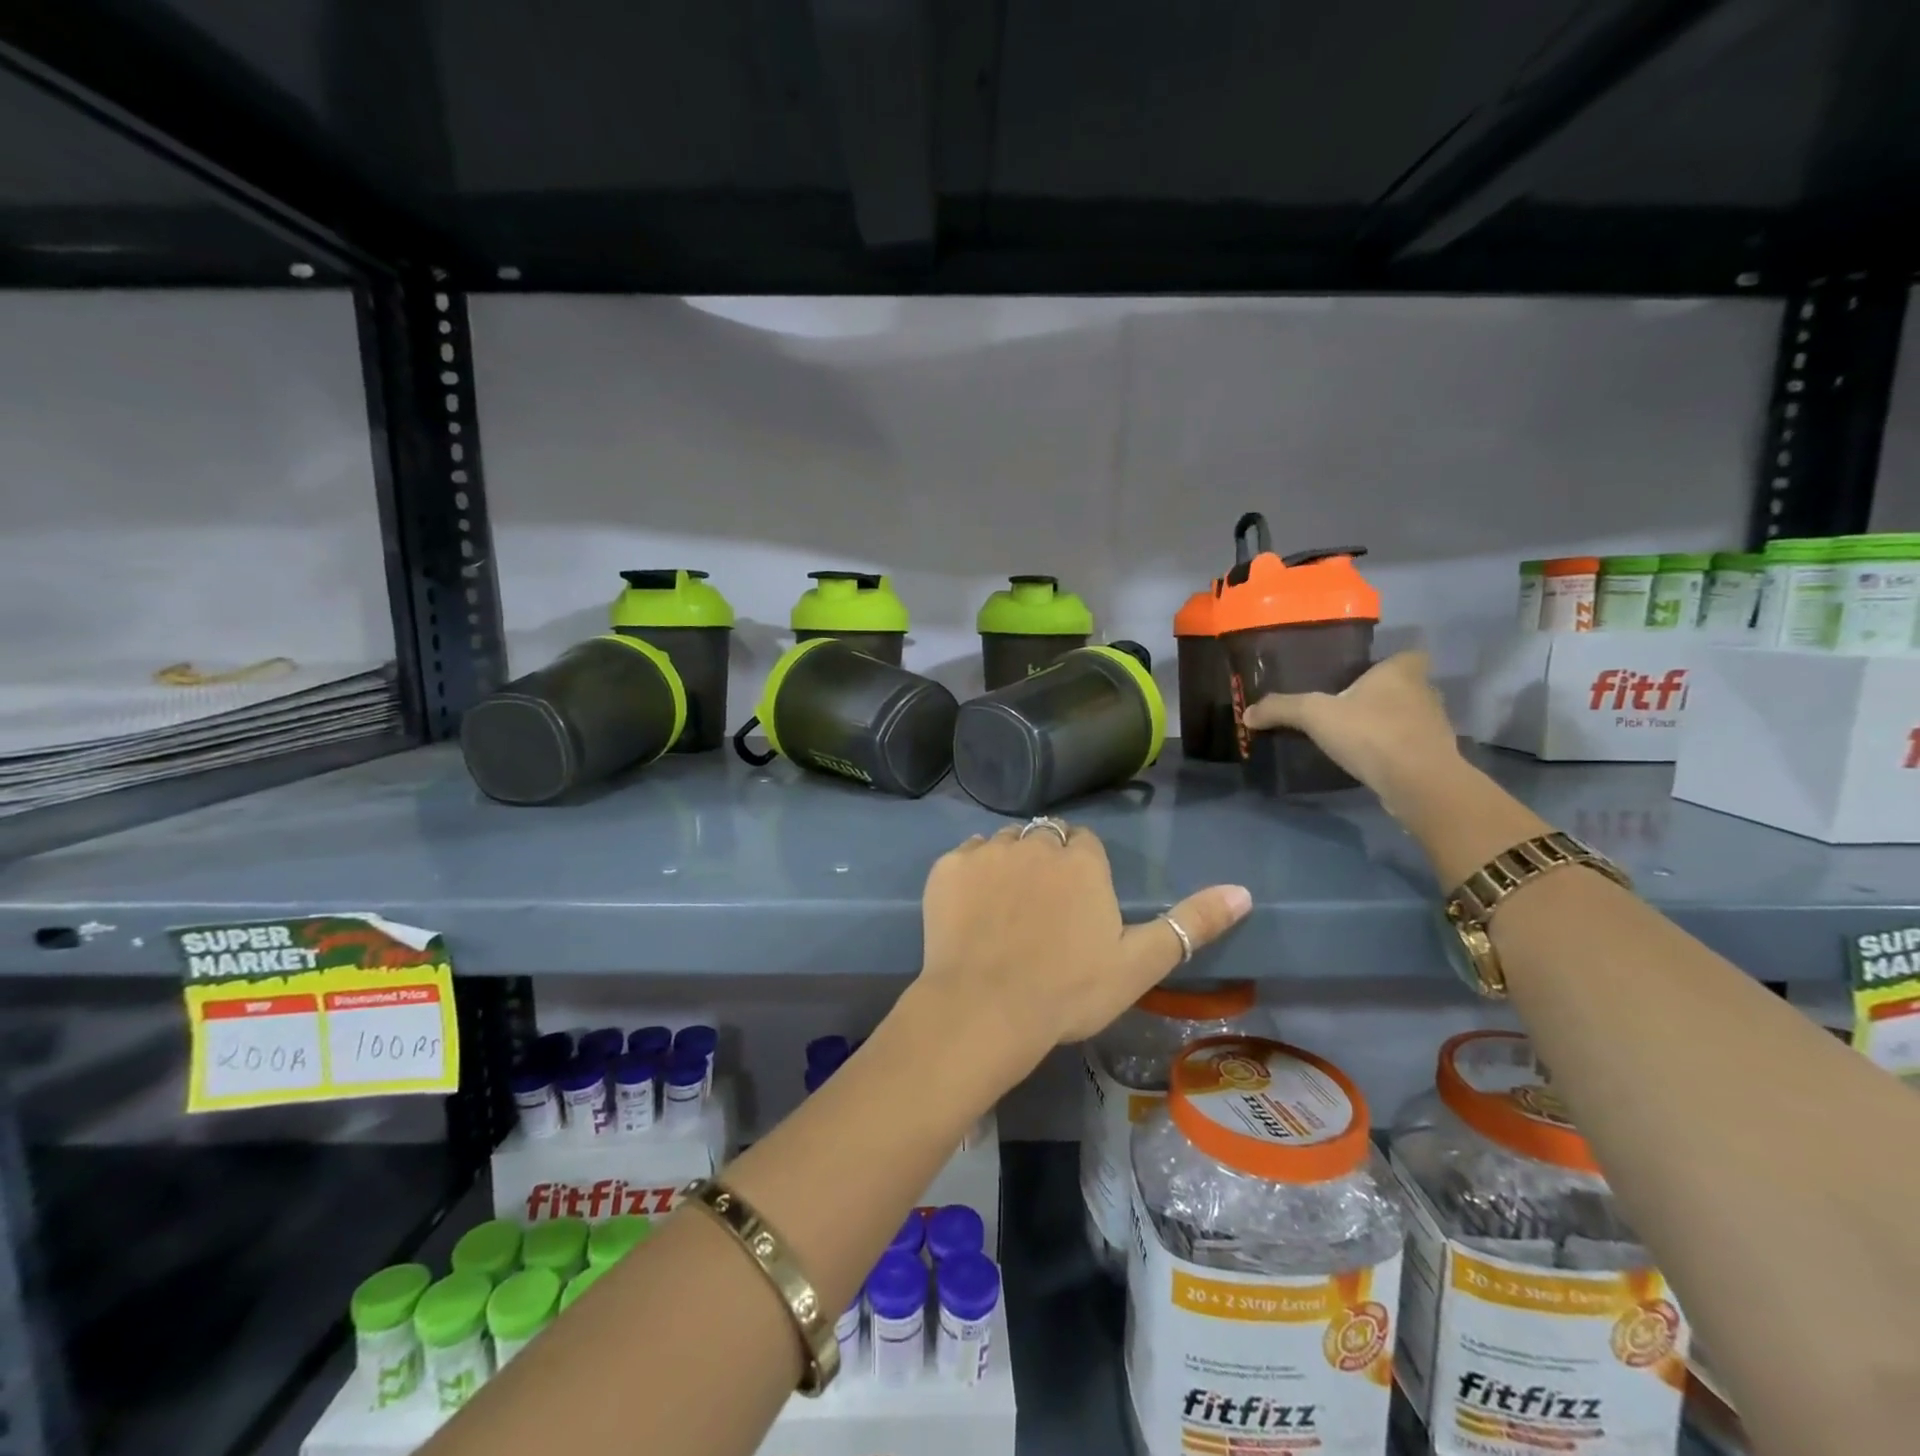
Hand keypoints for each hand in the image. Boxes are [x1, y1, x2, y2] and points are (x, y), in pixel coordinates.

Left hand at [914, 822, 1251, 1071]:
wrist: (985, 1009)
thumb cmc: (1068, 991)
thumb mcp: (1139, 964)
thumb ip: (1190, 924)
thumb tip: (1243, 891)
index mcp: (1081, 859)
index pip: (1083, 844)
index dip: (1080, 872)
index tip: (1075, 908)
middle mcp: (1034, 842)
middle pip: (1043, 839)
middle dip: (1045, 864)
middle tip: (1039, 914)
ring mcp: (986, 851)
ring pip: (1003, 844)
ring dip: (1007, 866)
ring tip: (1004, 912)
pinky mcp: (946, 867)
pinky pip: (964, 858)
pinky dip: (969, 876)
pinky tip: (970, 912)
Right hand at [1241, 650, 1462, 816]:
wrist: (1417, 782)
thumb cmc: (1371, 733)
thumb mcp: (1314, 715)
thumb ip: (1281, 709)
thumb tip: (1247, 714)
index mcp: (1402, 672)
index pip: (1407, 656)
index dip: (1388, 664)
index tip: (1364, 677)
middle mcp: (1425, 692)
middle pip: (1406, 687)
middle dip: (1383, 696)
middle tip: (1349, 707)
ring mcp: (1435, 726)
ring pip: (1410, 717)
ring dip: (1389, 724)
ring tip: (1356, 736)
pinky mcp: (1435, 756)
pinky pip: (1411, 746)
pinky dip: (1394, 751)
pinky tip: (1370, 761)